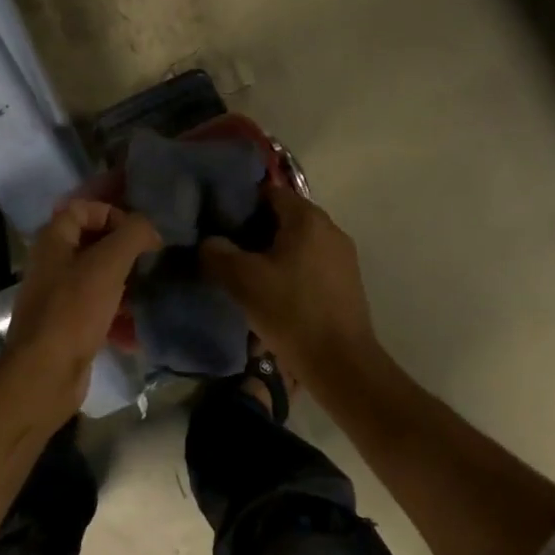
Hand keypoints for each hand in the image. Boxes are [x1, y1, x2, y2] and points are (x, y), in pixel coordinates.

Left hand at [0, 199, 161, 421]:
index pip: (82, 208)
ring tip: (151, 293)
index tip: (139, 233)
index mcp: (53, 241)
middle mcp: (52, 265)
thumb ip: (132, 235)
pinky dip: (118, 316)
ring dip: (126, 285)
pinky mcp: (68, 327)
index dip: (112, 213)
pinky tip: (138, 331)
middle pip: (93, 244)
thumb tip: (150, 229)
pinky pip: (98, 311)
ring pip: (99, 279)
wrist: (45, 373)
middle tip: (151, 261)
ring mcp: (59, 297)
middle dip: (125, 251)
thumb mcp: (108, 264)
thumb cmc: (75, 310)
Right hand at [200, 186, 379, 386]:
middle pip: (285, 217)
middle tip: (228, 250)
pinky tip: (274, 294)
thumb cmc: (291, 312)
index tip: (220, 224)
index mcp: (308, 218)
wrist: (340, 362)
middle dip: (255, 231)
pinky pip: (311, 263)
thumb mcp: (243, 281)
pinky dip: (290, 270)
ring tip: (247, 275)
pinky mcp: (346, 282)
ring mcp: (343, 256)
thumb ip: (217, 253)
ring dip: (272, 253)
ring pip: (298, 242)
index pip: (270, 192)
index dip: (242, 205)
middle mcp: (330, 229)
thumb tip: (208, 242)